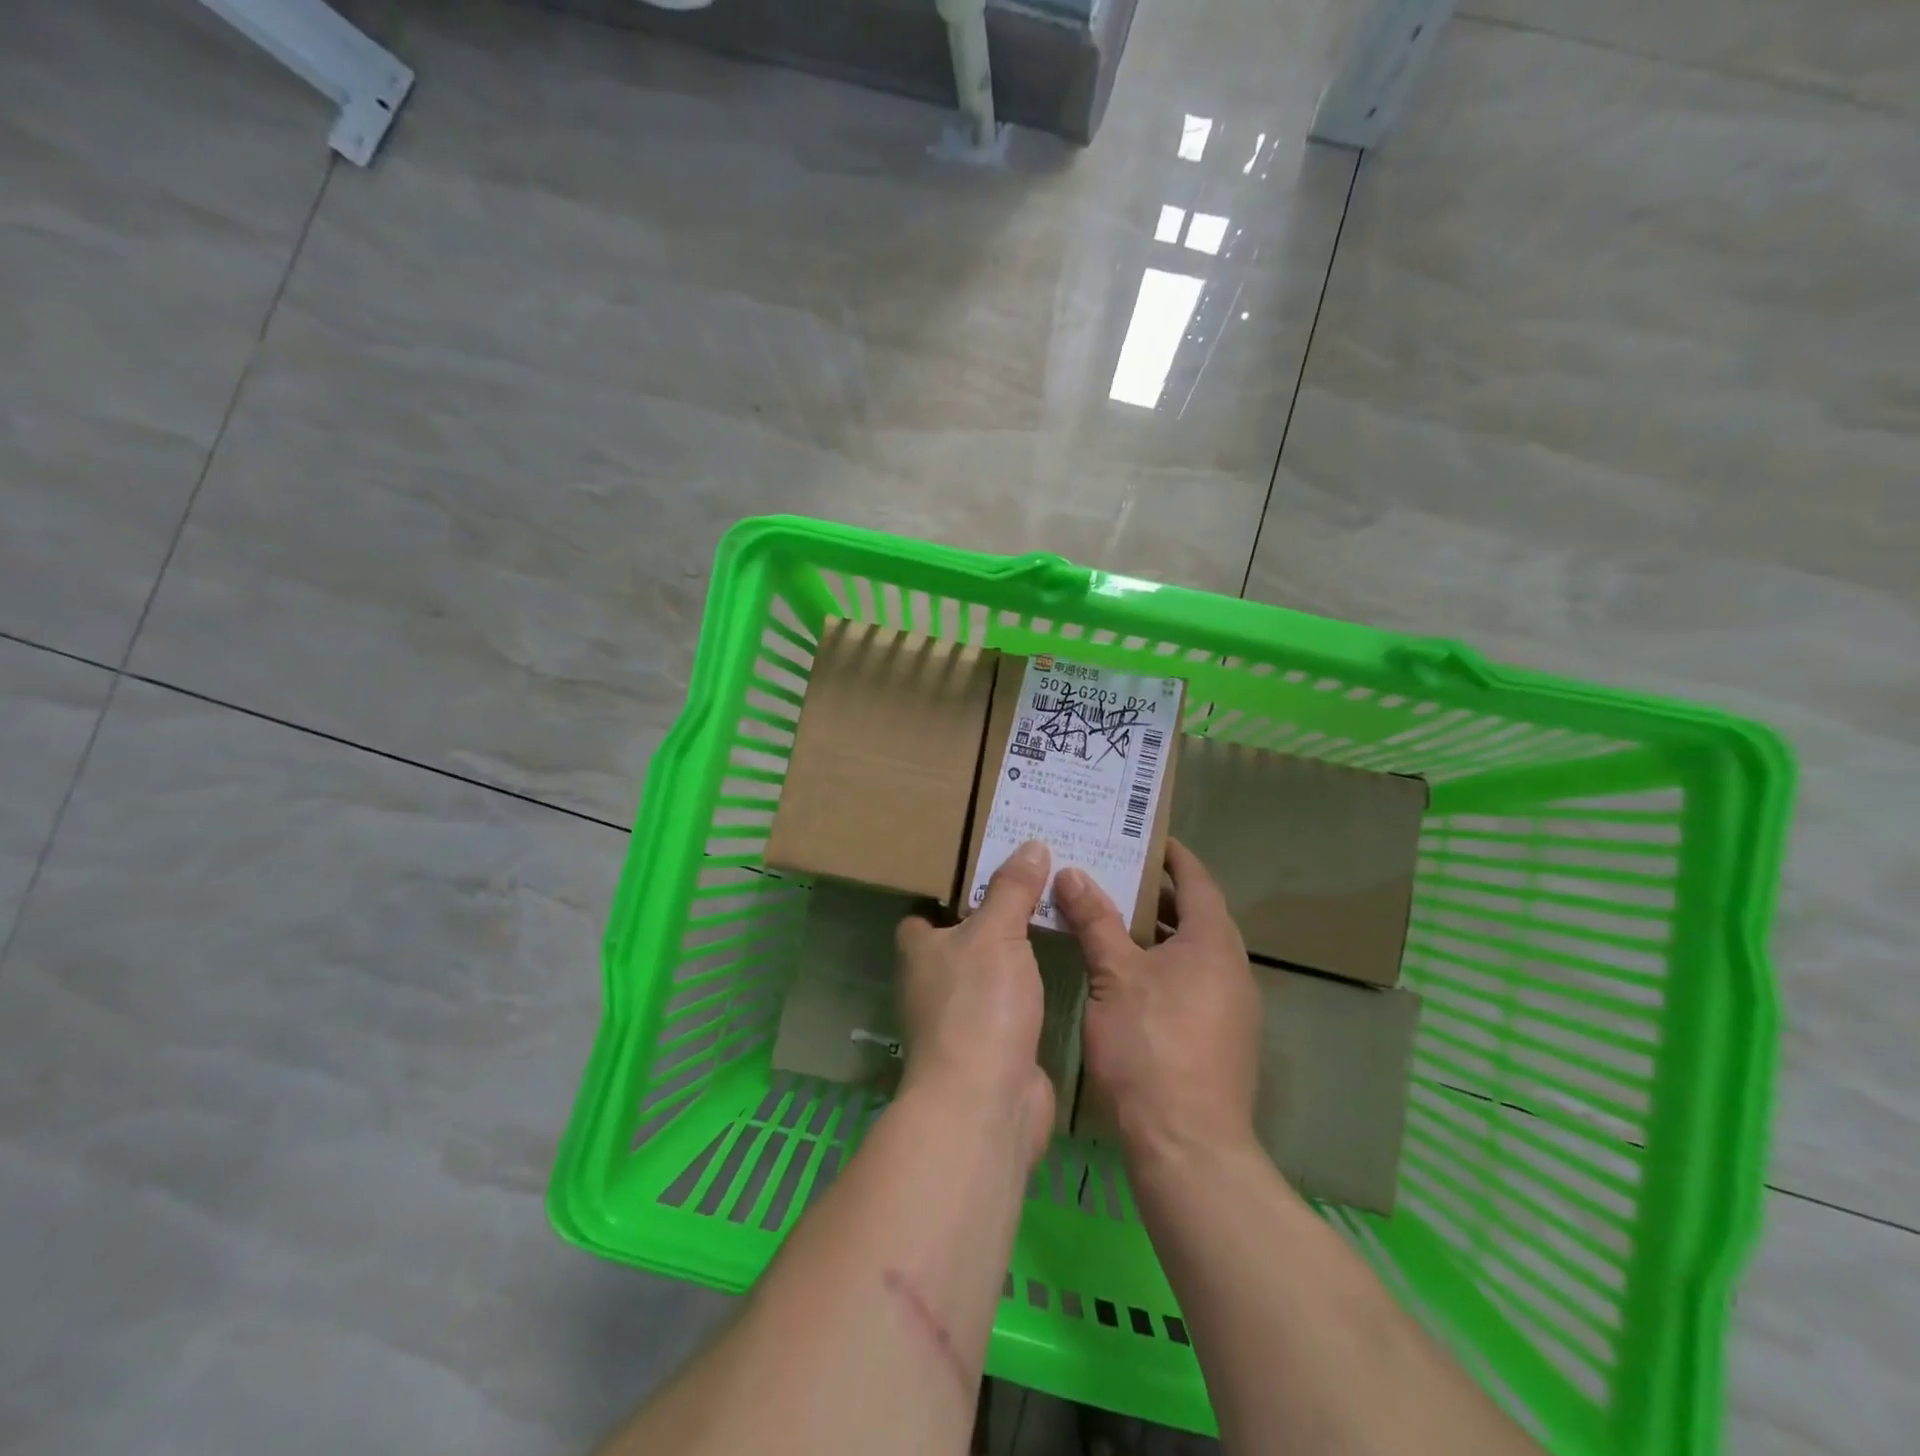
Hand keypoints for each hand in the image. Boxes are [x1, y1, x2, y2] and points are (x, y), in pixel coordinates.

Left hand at [895, 840, 1055, 1166]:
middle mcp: (934, 983)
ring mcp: (963, 1019)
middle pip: (962, 941)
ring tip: (1055, 915)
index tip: (987, 868)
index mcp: (921, 951)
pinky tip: (1063, 967)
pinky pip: (1014, 1004)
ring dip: (1015, 954)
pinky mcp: (994, 1047)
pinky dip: (1033, 988)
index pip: (924, 914)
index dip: (948, 892)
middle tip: (1036, 883)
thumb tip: (1031, 845)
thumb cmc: (979, 1005)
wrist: (986, 1104)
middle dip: (992, 917)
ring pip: (990, 973)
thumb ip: (1012, 889)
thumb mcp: (996, 933)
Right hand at [1053, 840, 1261, 1171]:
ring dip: (1157, 934)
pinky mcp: (1220, 1041)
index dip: (1173, 856)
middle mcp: (1231, 970)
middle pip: (1196, 916)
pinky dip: (1162, 967)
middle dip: (1157, 895)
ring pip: (1192, 953)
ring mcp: (1231, 1009)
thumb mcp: (1114, 976)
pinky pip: (1192, 983)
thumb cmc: (1151, 1047)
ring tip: (1111, 920)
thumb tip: (1073, 872)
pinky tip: (1125, 978)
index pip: (1197, 881)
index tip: (1145, 839)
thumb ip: (1095, 920)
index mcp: (1213, 943)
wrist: (1189, 1148)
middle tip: (1113, 875)